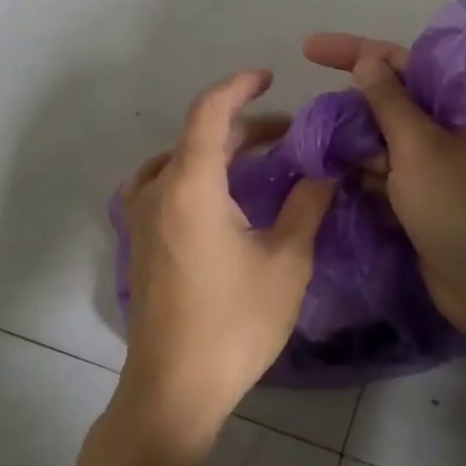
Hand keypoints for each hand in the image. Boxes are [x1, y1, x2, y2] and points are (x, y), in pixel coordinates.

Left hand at [116, 70, 335, 454]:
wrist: (175, 388)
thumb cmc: (234, 323)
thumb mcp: (286, 261)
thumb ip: (306, 205)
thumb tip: (326, 170)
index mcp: (190, 186)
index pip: (209, 112)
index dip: (239, 86)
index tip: (270, 77)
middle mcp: (157, 191)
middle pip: (197, 137)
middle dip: (243, 128)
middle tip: (288, 136)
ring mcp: (141, 218)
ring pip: (178, 161)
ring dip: (218, 152)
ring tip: (258, 162)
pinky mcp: (139, 243)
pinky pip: (163, 187)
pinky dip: (193, 175)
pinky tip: (218, 197)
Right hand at [303, 33, 465, 346]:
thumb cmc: (460, 208)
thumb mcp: (420, 147)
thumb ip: (389, 102)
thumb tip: (366, 59)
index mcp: (455, 106)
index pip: (400, 62)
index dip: (354, 51)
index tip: (307, 49)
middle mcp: (443, 131)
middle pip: (386, 103)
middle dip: (347, 105)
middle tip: (306, 116)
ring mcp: (430, 169)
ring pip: (379, 142)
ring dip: (348, 144)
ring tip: (310, 149)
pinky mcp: (418, 202)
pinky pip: (380, 177)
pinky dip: (357, 176)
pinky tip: (328, 178)